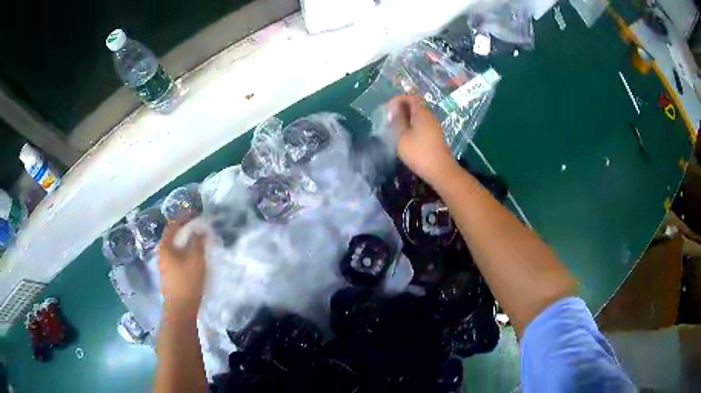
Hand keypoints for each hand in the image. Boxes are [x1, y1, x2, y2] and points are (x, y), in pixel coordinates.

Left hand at [158, 221, 205, 316]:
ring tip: (198, 240)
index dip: (184, 217)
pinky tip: (194, 257)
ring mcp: (164, 265)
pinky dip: (185, 251)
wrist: (180, 309)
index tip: (195, 213)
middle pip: (172, 236)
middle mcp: (162, 253)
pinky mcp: (169, 275)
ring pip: (175, 247)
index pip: (173, 225)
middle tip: (198, 226)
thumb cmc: (187, 282)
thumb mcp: (195, 260)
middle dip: (185, 229)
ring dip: (185, 241)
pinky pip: (176, 256)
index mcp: (165, 247)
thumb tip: (199, 230)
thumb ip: (197, 242)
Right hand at [386, 95, 457, 185]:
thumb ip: (397, 122)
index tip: (388, 112)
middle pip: (414, 106)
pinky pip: (421, 125)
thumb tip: (394, 112)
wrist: (440, 171)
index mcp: (422, 113)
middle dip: (400, 110)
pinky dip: (411, 127)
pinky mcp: (435, 137)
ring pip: (417, 116)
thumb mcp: (402, 137)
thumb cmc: (419, 153)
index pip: (410, 97)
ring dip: (405, 119)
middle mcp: (429, 116)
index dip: (397, 100)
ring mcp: (434, 127)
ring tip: (395, 130)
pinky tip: (404, 138)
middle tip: (389, 120)